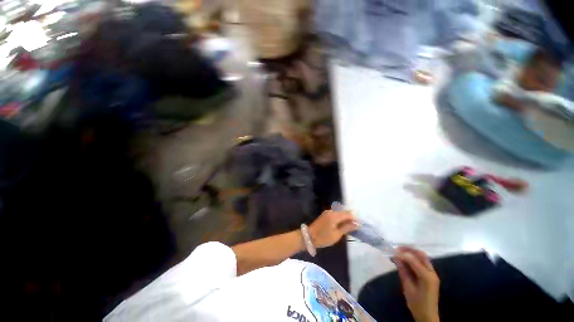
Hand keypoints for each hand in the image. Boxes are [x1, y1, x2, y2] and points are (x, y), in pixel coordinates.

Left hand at [308, 210, 358, 247]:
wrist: (309, 236)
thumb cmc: (323, 237)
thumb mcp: (337, 234)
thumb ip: (347, 227)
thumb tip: (357, 223)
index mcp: (334, 215)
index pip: (348, 214)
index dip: (355, 219)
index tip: (360, 225)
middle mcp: (331, 211)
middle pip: (344, 212)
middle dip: (351, 218)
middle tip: (356, 226)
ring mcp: (327, 212)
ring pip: (340, 212)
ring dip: (346, 218)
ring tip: (351, 226)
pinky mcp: (325, 214)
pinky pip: (336, 214)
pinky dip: (341, 218)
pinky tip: (343, 224)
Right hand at [394, 247, 439, 321]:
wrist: (428, 316)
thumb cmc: (416, 303)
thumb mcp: (407, 287)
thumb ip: (403, 271)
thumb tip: (396, 257)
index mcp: (426, 277)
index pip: (413, 260)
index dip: (402, 254)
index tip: (392, 251)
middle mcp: (432, 273)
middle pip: (421, 255)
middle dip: (409, 249)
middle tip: (397, 248)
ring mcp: (433, 274)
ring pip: (424, 257)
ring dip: (412, 252)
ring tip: (401, 251)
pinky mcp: (432, 276)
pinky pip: (424, 262)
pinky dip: (415, 258)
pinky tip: (407, 259)